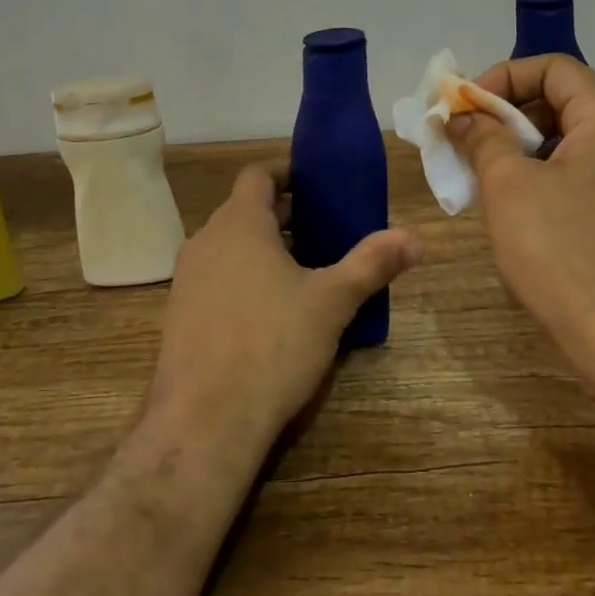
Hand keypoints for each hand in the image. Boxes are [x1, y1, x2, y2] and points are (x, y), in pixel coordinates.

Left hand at [146, 165, 421, 451]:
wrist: (204, 422)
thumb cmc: (272, 345)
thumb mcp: (332, 302)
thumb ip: (372, 264)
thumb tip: (414, 239)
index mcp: (240, 224)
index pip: (258, 175)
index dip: (288, 173)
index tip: (318, 185)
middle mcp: (207, 241)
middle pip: (246, 210)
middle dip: (286, 215)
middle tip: (326, 229)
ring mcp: (187, 279)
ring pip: (231, 245)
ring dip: (265, 247)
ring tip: (305, 269)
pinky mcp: (180, 314)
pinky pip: (217, 277)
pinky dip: (244, 277)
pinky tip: (273, 311)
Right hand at [448, 57, 594, 399]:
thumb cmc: (567, 255)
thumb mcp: (510, 188)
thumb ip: (483, 139)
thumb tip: (464, 117)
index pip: (552, 67)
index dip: (502, 78)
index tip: (464, 110)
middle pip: (562, 102)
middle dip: (507, 116)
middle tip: (466, 143)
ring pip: (570, 142)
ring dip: (522, 150)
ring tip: (484, 178)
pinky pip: (583, 175)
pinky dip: (545, 178)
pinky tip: (517, 211)